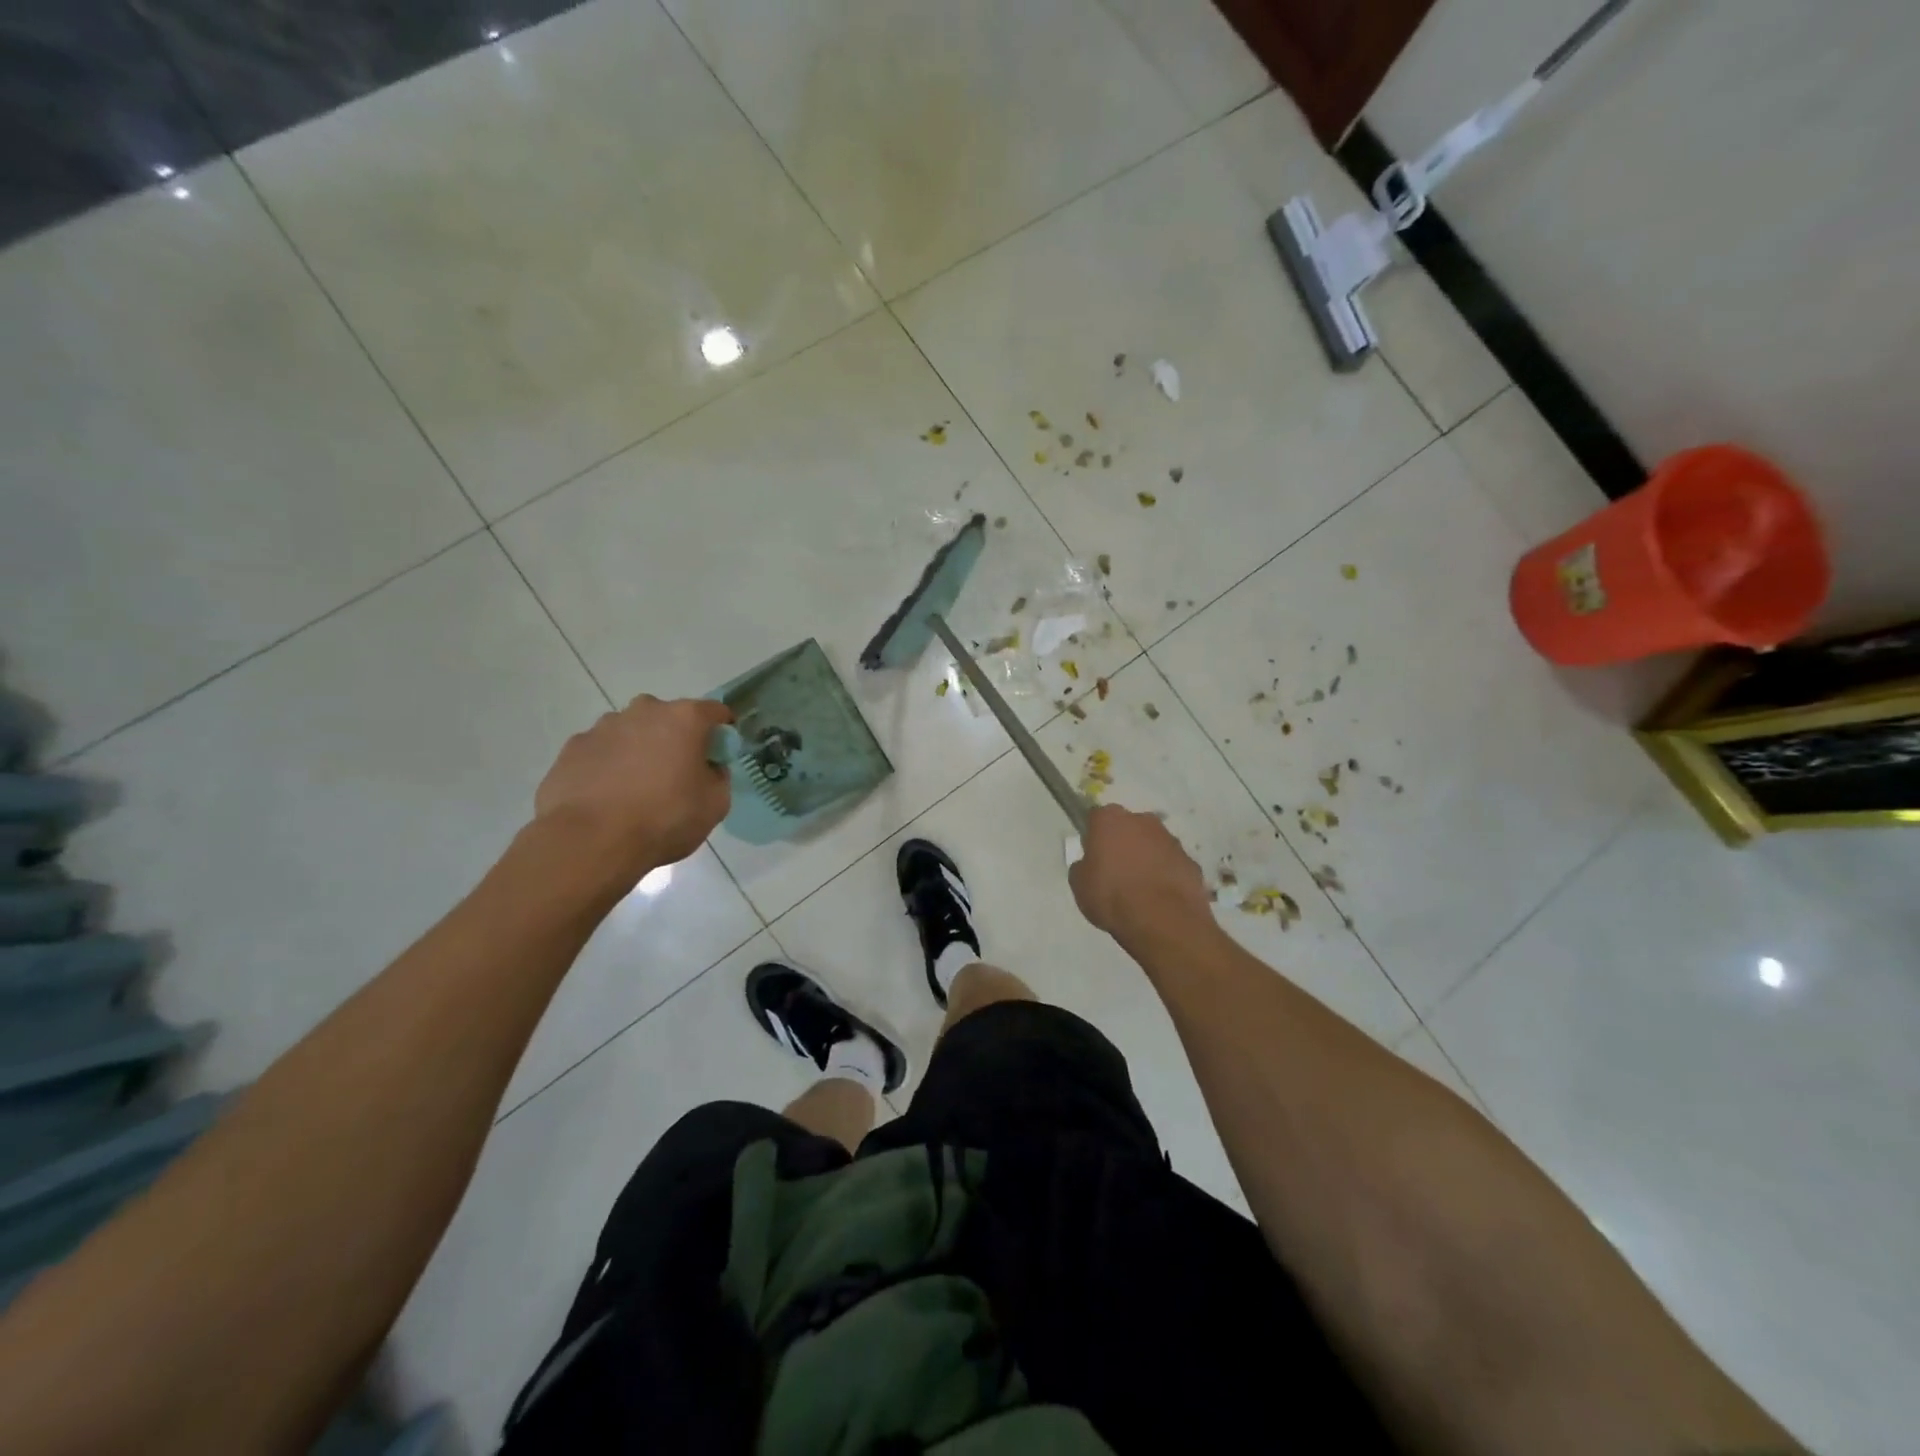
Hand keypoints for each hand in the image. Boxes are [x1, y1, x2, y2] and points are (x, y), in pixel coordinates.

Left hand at [533, 695, 732, 882]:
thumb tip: (707, 768)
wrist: (590, 842)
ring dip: (639, 750)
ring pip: (631, 731)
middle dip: (676, 738)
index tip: (720, 752)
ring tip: (636, 789)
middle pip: (668, 717)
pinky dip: (609, 765)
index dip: (722, 730)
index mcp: (684, 719)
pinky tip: (608, 796)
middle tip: (677, 772)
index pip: (715, 711)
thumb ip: (718, 777)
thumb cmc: (664, 819)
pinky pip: (601, 751)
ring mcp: (603, 727)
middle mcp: (644, 711)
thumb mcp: (715, 804)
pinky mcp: (573, 748)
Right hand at [1069, 803, 1213, 943]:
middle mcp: (1143, 821)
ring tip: (1140, 889)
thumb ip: (1083, 867)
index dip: (1094, 835)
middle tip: (1116, 871)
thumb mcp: (1080, 885)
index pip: (1097, 817)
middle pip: (1129, 827)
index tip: (1093, 855)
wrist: (1163, 921)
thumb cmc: (1112, 897)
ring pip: (1153, 844)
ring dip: (1147, 858)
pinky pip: (1172, 864)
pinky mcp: (1191, 861)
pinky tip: (1160, 898)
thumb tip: (1090, 864)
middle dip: (1124, 843)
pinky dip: (1166, 875)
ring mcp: (1171, 840)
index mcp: (1110, 820)